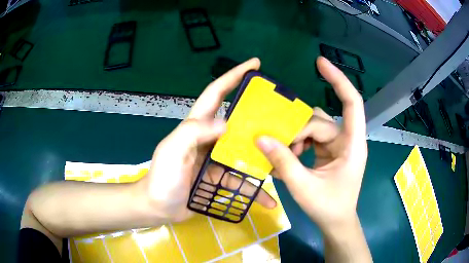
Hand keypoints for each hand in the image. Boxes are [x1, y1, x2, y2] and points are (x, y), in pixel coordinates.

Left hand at [139, 58, 276, 221]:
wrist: (158, 207)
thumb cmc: (162, 178)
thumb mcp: (172, 151)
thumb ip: (193, 132)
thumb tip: (227, 124)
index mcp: (196, 126)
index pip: (216, 93)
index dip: (233, 76)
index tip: (254, 64)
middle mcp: (209, 139)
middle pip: (238, 122)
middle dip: (258, 117)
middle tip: (281, 117)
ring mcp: (216, 160)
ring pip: (245, 153)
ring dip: (262, 159)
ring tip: (284, 161)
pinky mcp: (220, 178)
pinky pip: (241, 181)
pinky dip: (253, 190)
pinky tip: (268, 200)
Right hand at [256, 57, 366, 231]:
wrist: (336, 223)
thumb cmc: (328, 207)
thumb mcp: (304, 187)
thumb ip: (283, 162)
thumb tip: (260, 138)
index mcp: (352, 144)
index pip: (351, 103)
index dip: (338, 80)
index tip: (320, 62)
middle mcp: (347, 140)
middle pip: (319, 120)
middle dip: (297, 131)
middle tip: (279, 148)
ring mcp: (338, 145)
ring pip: (313, 127)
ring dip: (296, 138)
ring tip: (284, 154)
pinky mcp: (329, 152)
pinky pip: (311, 138)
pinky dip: (297, 144)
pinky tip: (288, 157)